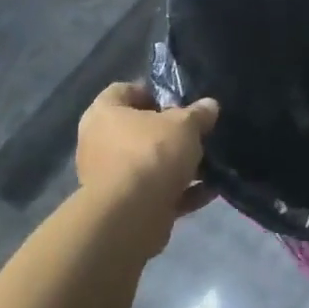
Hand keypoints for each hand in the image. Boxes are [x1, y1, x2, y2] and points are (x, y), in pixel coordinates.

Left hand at [76, 83, 219, 252]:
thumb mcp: (184, 125)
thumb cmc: (151, 153)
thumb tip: (209, 105)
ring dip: (176, 165)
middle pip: (137, 130)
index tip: (179, 100)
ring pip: (147, 164)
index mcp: (103, 114)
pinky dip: (179, 192)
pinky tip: (209, 191)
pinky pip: (155, 193)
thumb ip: (198, 114)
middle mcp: (99, 144)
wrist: (131, 217)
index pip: (123, 91)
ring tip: (209, 163)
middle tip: (195, 132)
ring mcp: (108, 178)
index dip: (151, 92)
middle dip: (168, 133)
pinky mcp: (123, 208)